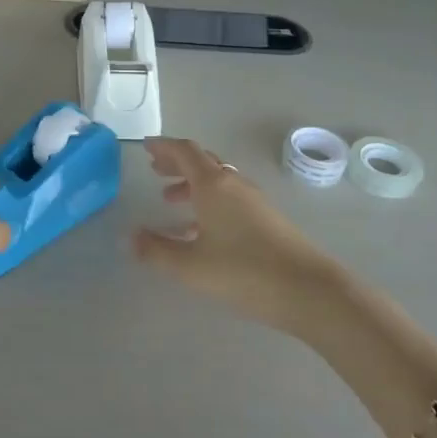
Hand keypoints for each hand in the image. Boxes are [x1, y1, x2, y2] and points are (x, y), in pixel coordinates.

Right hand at [132, 138, 348, 335]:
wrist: (309, 291)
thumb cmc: (243, 272)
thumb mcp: (190, 266)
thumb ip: (156, 250)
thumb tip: (128, 237)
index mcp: (213, 185)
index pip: (185, 152)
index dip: (164, 147)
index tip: (146, 146)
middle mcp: (234, 185)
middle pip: (202, 162)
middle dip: (176, 164)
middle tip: (154, 169)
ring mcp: (253, 201)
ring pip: (217, 182)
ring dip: (192, 185)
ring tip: (170, 200)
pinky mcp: (266, 220)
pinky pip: (229, 200)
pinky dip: (208, 204)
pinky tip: (198, 231)